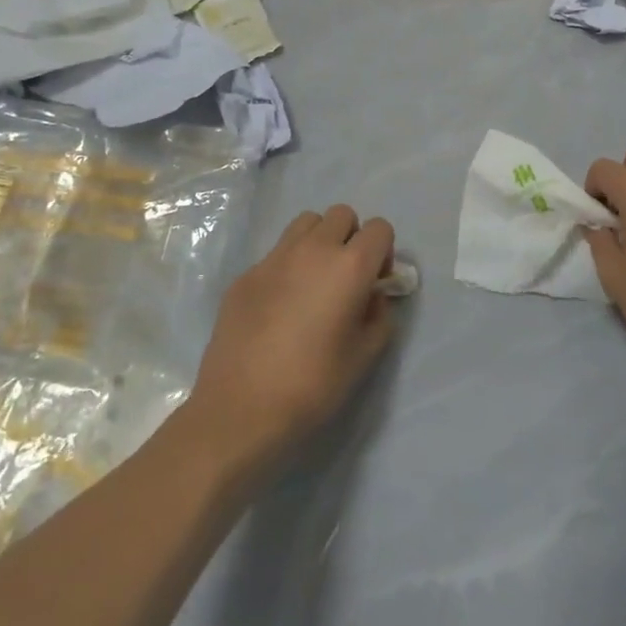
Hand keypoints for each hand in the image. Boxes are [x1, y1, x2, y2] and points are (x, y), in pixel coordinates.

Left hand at [188, 206, 398, 470]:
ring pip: (306, 223)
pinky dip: (288, 265)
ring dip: (318, 241)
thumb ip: (379, 314)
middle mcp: (314, 250)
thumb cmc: (314, 384)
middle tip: (345, 277)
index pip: (380, 228)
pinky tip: (280, 306)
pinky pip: (276, 253)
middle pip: (342, 215)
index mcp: (350, 266)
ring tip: (313, 280)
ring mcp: (274, 259)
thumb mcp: (366, 354)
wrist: (241, 410)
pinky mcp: (245, 275)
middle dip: (351, 237)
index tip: (375, 283)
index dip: (383, 252)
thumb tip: (372, 296)